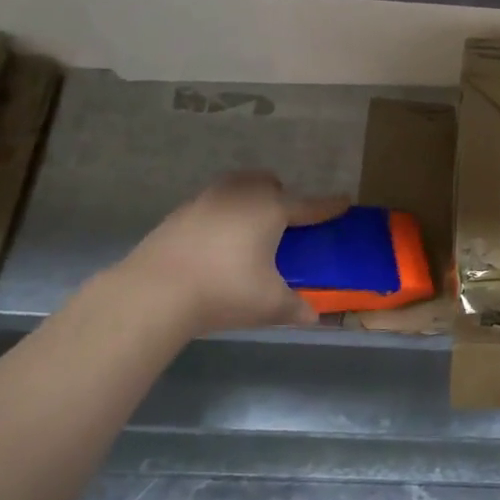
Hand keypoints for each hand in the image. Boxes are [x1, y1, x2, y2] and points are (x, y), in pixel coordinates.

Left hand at [112, 172, 347, 337]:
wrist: (154, 291)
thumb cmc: (224, 291)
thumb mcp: (269, 305)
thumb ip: (295, 308)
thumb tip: (312, 316)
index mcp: (271, 210)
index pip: (310, 206)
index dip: (329, 205)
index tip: (345, 201)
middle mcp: (241, 195)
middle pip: (267, 183)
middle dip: (279, 195)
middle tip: (282, 223)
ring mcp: (207, 200)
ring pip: (236, 186)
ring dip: (248, 199)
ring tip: (248, 229)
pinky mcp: (180, 212)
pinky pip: (211, 203)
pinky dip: (221, 215)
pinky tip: (215, 242)